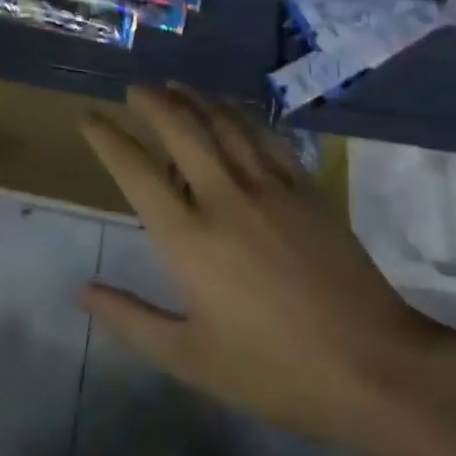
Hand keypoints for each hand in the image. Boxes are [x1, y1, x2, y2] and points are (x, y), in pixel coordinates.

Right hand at [79, 85, 455, 450]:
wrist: (374, 367)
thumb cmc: (273, 370)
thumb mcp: (189, 358)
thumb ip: (130, 319)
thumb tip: (81, 291)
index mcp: (187, 238)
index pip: (135, 172)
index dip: (107, 139)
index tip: (88, 118)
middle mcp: (223, 198)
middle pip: (180, 130)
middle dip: (151, 103)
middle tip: (135, 89)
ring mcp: (269, 188)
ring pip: (224, 124)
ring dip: (195, 99)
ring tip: (175, 86)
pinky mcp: (306, 189)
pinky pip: (266, 137)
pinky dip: (241, 116)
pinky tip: (232, 110)